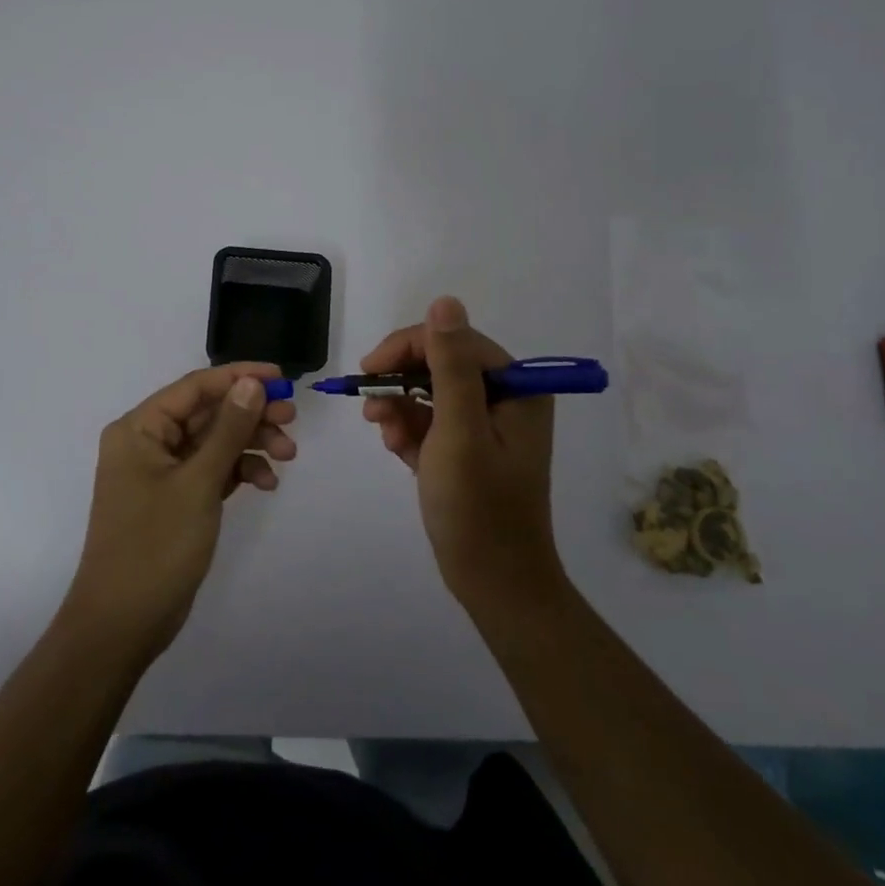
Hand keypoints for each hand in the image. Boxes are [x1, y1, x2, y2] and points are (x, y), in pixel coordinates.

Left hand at [64, 362, 296, 658]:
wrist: (123, 624)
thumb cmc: (155, 546)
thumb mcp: (198, 483)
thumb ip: (228, 430)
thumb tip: (252, 383)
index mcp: (139, 428)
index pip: (195, 387)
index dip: (239, 377)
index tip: (282, 379)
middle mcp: (147, 442)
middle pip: (207, 413)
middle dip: (251, 414)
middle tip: (292, 420)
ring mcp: (161, 473)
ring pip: (214, 442)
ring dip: (250, 444)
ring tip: (287, 456)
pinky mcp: (175, 499)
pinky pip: (212, 470)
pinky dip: (239, 471)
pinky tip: (266, 483)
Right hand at [360, 297, 562, 613]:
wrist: (495, 584)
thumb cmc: (478, 508)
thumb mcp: (459, 432)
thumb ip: (449, 366)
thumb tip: (445, 301)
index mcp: (516, 388)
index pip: (454, 341)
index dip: (407, 347)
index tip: (368, 370)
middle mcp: (505, 398)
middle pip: (439, 365)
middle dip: (400, 383)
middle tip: (368, 405)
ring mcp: (486, 425)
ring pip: (429, 393)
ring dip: (399, 408)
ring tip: (382, 433)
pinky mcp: (468, 449)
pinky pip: (430, 422)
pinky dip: (408, 431)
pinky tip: (396, 450)